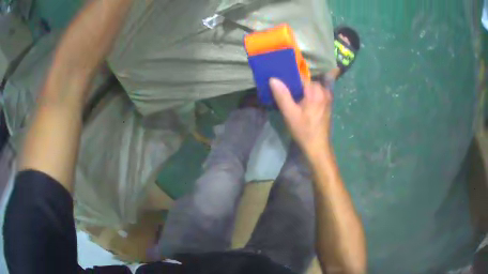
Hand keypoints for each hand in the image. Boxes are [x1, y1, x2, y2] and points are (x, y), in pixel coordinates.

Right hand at [270, 78, 332, 156]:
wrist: (318, 146)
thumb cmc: (304, 131)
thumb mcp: (290, 114)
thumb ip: (282, 95)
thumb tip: (273, 79)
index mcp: (315, 92)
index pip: (301, 76)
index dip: (289, 77)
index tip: (279, 81)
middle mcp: (323, 91)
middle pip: (306, 81)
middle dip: (295, 85)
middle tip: (284, 91)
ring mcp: (327, 97)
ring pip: (311, 87)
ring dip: (301, 90)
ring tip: (291, 97)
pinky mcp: (327, 103)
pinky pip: (315, 93)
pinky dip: (307, 94)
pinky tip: (300, 103)